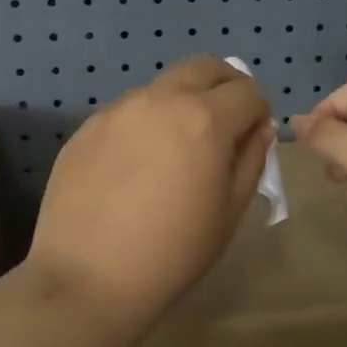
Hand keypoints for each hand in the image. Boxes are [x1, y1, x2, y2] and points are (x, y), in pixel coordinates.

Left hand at [28, 58, 274, 327]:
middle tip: (226, 121)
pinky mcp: (86, 128)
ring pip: (163, 87)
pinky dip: (146, 123)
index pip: (247, 91)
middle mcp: (160, 100)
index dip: (259, 111)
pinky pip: (128, 111)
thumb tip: (260, 128)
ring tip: (177, 150)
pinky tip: (136, 167)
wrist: (88, 278)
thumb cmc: (173, 252)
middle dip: (225, 85)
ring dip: (182, 102)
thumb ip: (251, 160)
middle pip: (204, 67)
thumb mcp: (229, 212)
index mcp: (204, 119)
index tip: (253, 137)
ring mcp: (118, 110)